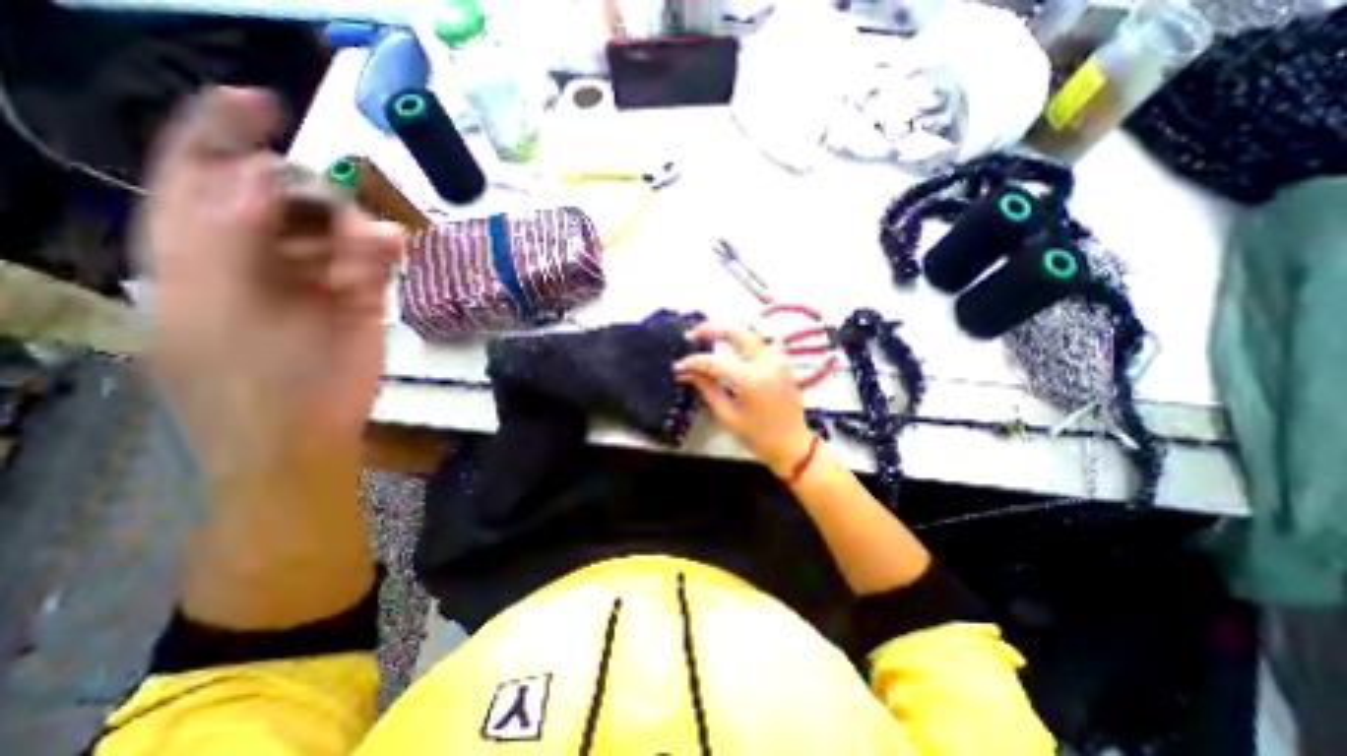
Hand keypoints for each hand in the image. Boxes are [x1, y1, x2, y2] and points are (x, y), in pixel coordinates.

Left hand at [144, 88, 403, 478]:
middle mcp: (255, 257)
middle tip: (334, 204)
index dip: (223, 135)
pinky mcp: (358, 299)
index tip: (262, 102)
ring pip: (334, 228)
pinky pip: (371, 261)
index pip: (201, 177)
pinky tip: (389, 251)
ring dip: (352, 227)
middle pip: (279, 198)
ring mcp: (313, 279)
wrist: (303, 433)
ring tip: (367, 247)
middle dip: (307, 193)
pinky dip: (380, 252)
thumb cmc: (245, 380)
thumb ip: (223, 238)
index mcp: (197, 254)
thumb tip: (258, 179)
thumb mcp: (212, 305)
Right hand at [674, 319, 808, 473]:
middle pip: (734, 332)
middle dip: (709, 330)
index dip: (693, 362)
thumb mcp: (727, 415)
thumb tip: (686, 373)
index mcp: (750, 379)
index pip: (714, 361)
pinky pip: (764, 339)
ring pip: (751, 330)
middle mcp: (766, 361)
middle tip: (691, 337)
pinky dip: (747, 336)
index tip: (679, 365)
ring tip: (710, 336)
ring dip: (729, 330)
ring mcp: (778, 358)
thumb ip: (707, 388)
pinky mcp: (784, 360)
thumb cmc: (758, 435)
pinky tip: (735, 343)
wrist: (792, 444)